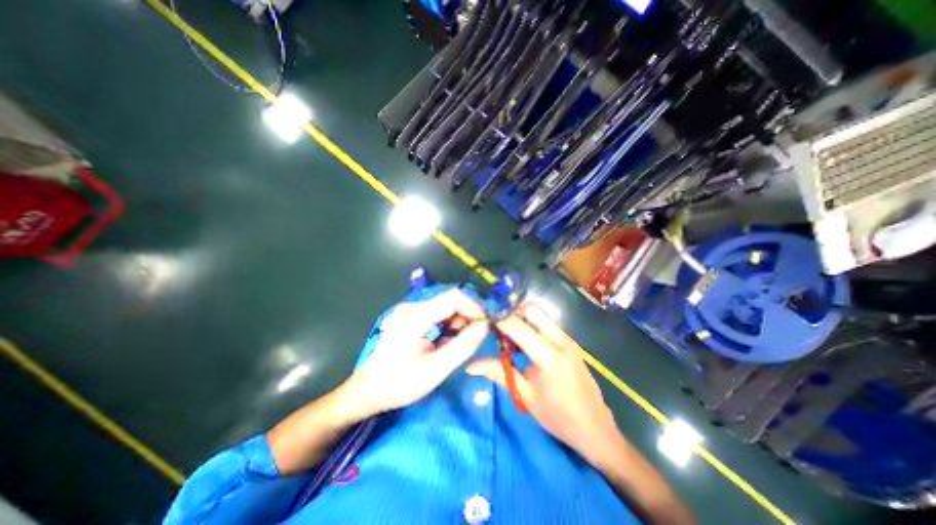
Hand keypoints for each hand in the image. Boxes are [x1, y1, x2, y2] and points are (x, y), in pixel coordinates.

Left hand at [344, 287, 490, 417]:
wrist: (368, 390)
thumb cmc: (399, 384)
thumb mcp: (435, 370)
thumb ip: (462, 346)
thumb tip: (485, 326)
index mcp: (415, 317)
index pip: (453, 297)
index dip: (474, 307)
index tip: (486, 326)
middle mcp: (413, 307)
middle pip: (451, 300)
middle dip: (468, 317)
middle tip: (474, 339)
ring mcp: (411, 310)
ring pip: (446, 307)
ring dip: (459, 322)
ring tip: (457, 344)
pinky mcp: (412, 316)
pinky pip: (438, 313)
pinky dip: (449, 325)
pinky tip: (446, 341)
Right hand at [468, 303, 619, 459]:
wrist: (596, 429)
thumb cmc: (558, 416)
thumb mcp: (524, 395)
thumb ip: (498, 372)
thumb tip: (470, 366)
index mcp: (549, 356)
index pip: (518, 326)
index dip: (498, 321)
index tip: (483, 321)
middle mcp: (561, 340)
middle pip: (532, 309)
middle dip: (512, 313)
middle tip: (498, 330)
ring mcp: (568, 339)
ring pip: (540, 314)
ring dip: (522, 319)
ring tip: (508, 340)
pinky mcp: (570, 342)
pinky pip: (547, 324)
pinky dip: (532, 326)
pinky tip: (524, 345)